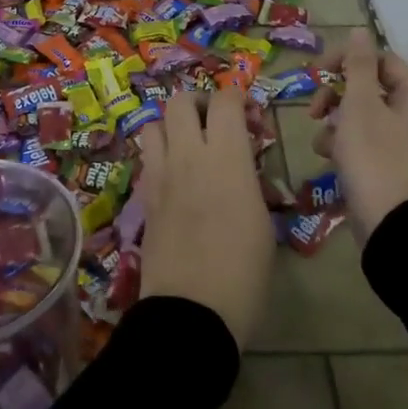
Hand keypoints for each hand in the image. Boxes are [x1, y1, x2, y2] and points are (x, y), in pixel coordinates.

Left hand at [137, 85, 273, 347]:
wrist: (192, 312)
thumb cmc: (243, 273)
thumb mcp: (263, 224)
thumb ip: (250, 182)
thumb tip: (244, 171)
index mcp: (226, 159)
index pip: (226, 100)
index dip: (238, 96)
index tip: (250, 115)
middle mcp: (189, 156)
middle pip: (181, 101)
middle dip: (200, 102)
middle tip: (216, 123)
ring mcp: (160, 175)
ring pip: (154, 123)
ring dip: (172, 126)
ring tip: (190, 146)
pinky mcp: (144, 197)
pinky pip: (148, 158)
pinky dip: (161, 154)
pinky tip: (176, 177)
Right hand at [312, 28, 407, 236]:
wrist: (393, 228)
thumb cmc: (374, 159)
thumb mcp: (359, 106)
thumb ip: (357, 66)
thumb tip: (361, 30)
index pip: (380, 60)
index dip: (347, 59)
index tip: (315, 72)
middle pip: (370, 89)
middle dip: (337, 96)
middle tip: (314, 109)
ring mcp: (406, 146)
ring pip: (364, 119)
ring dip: (336, 123)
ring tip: (321, 141)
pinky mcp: (393, 170)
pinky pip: (366, 145)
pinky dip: (345, 147)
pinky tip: (329, 160)